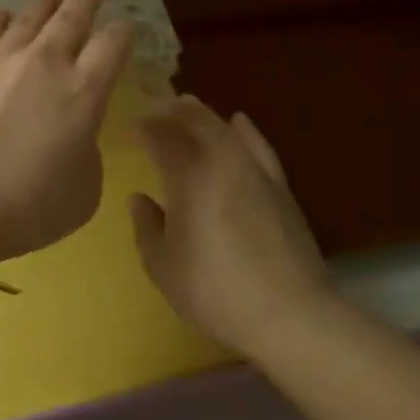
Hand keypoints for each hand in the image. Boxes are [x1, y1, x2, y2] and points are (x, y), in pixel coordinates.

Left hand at [0, 0, 133, 261]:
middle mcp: (45, 62)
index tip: (124, 27)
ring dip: (47, 2)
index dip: (123, 31)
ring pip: (30, 16)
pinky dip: (2, 19)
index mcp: (84, 92)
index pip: (112, 45)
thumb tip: (72, 130)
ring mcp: (0, 59)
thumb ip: (86, 148)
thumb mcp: (84, 190)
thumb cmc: (26, 208)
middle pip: (72, 16)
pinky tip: (4, 16)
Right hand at [128, 96, 331, 352]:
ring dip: (203, 114)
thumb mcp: (162, 266)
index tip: (129, 128)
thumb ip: (146, 226)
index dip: (143, 128)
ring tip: (187, 107)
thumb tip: (140, 198)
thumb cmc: (214, 290)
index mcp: (187, 177)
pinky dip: (245, 130)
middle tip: (155, 110)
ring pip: (225, 128)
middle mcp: (221, 161)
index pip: (160, 137)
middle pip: (195, 121)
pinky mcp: (280, 186)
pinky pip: (259, 145)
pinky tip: (239, 122)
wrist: (289, 313)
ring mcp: (254, 171)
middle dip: (171, 111)